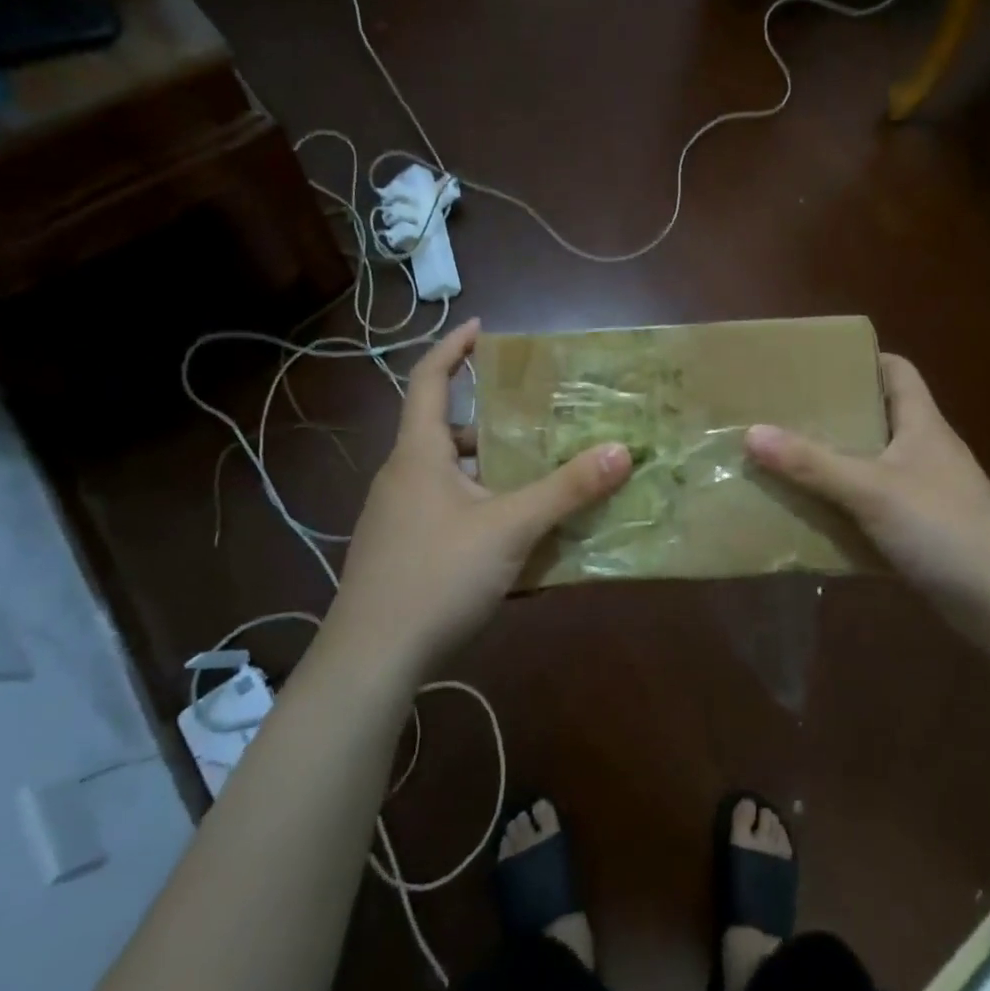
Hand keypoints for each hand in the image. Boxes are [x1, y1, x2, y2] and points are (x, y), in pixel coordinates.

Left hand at [321, 319, 631, 675]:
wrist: (369, 662)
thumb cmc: (435, 577)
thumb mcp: (510, 529)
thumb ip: (566, 490)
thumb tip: (621, 450)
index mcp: (418, 453)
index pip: (428, 379)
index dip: (453, 348)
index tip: (483, 328)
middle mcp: (403, 476)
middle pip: (446, 430)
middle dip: (492, 421)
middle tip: (537, 416)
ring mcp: (398, 516)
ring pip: (450, 474)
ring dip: (491, 468)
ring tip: (538, 472)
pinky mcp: (402, 550)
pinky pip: (448, 509)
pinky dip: (481, 505)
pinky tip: (515, 533)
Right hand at [745, 354, 989, 621]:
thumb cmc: (944, 527)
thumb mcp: (870, 490)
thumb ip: (811, 463)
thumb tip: (752, 432)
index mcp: (922, 424)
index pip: (898, 371)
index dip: (863, 359)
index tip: (817, 363)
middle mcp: (926, 451)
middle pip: (879, 417)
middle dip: (836, 414)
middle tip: (786, 412)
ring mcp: (928, 493)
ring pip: (875, 465)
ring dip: (838, 464)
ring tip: (788, 459)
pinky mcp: (925, 531)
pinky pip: (877, 508)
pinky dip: (849, 508)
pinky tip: (815, 515)